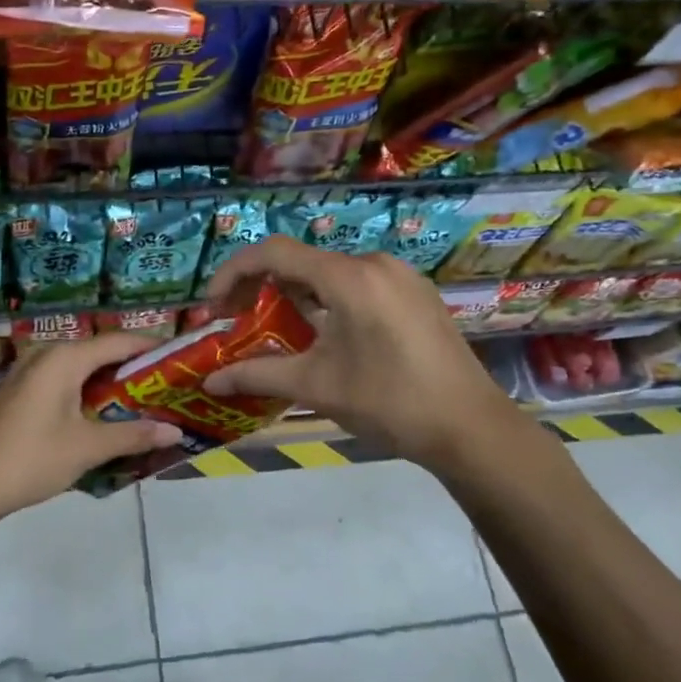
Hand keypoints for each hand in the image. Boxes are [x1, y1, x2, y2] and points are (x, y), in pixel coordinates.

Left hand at [0, 331, 183, 524]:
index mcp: (64, 358)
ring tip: (143, 403)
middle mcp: (45, 354)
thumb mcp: (88, 448)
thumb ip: (133, 435)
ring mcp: (28, 372)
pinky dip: (86, 392)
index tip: (182, 359)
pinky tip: (103, 416)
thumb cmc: (32, 459)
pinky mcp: (19, 391)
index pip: (119, 341)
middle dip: (133, 369)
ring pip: (80, 369)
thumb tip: (175, 431)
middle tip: (167, 387)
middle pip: (100, 352)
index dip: (152, 348)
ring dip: (110, 384)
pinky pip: (62, 381)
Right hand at [203, 236, 518, 471]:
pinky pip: (356, 284)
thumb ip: (257, 374)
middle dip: (261, 286)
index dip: (234, 273)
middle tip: (236, 319)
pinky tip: (320, 333)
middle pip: (302, 260)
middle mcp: (375, 264)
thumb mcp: (316, 386)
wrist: (471, 428)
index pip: (274, 253)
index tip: (213, 306)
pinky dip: (326, 300)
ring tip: (273, 328)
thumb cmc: (389, 403)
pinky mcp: (415, 295)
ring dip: (293, 294)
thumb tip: (209, 382)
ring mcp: (400, 277)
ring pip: (329, 273)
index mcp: (349, 277)